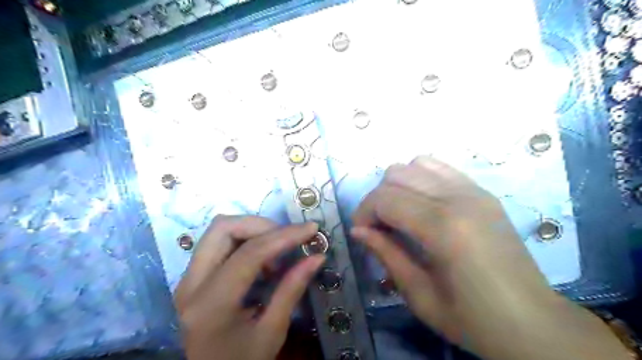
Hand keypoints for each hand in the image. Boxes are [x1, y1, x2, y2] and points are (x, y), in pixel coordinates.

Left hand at [174, 215, 323, 359]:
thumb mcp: (272, 331)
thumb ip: (292, 289)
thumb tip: (317, 257)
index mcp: (211, 305)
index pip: (249, 254)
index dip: (283, 236)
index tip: (310, 229)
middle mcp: (191, 284)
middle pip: (223, 228)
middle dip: (262, 225)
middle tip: (288, 238)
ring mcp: (187, 278)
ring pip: (219, 230)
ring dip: (253, 230)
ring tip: (276, 252)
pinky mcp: (192, 276)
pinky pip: (218, 241)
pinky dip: (245, 239)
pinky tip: (262, 259)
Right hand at [350, 156, 626, 359]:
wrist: (534, 323)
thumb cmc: (473, 320)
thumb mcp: (419, 295)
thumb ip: (386, 254)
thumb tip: (358, 230)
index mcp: (443, 227)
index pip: (385, 199)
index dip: (364, 213)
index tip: (361, 232)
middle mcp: (458, 198)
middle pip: (397, 175)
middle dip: (377, 198)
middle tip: (378, 226)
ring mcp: (474, 191)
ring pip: (416, 164)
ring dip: (399, 185)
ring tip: (400, 212)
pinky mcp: (483, 192)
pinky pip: (440, 168)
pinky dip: (421, 178)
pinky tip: (422, 203)